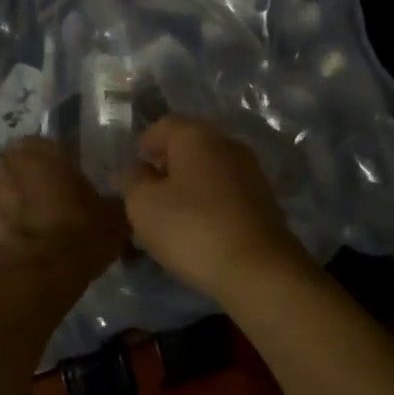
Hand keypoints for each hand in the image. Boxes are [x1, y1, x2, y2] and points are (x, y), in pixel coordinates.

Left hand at [0, 138, 127, 283]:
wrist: (28, 280)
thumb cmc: (76, 236)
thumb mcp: (113, 219)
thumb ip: (111, 202)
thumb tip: (112, 205)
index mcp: (41, 149)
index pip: (54, 149)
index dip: (65, 170)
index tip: (75, 191)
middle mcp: (5, 160)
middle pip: (23, 168)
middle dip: (34, 184)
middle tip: (53, 210)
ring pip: (1, 191)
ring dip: (12, 204)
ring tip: (31, 232)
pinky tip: (15, 248)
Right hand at [121, 117, 310, 301]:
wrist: (258, 269)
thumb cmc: (192, 228)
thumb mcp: (144, 205)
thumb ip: (132, 180)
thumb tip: (134, 169)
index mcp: (197, 135)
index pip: (162, 125)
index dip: (142, 145)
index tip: (129, 172)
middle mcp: (228, 144)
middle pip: (188, 146)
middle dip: (165, 166)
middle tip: (145, 195)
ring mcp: (250, 171)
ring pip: (208, 170)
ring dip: (187, 186)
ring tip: (169, 216)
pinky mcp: (264, 200)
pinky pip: (225, 192)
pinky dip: (208, 202)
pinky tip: (197, 228)